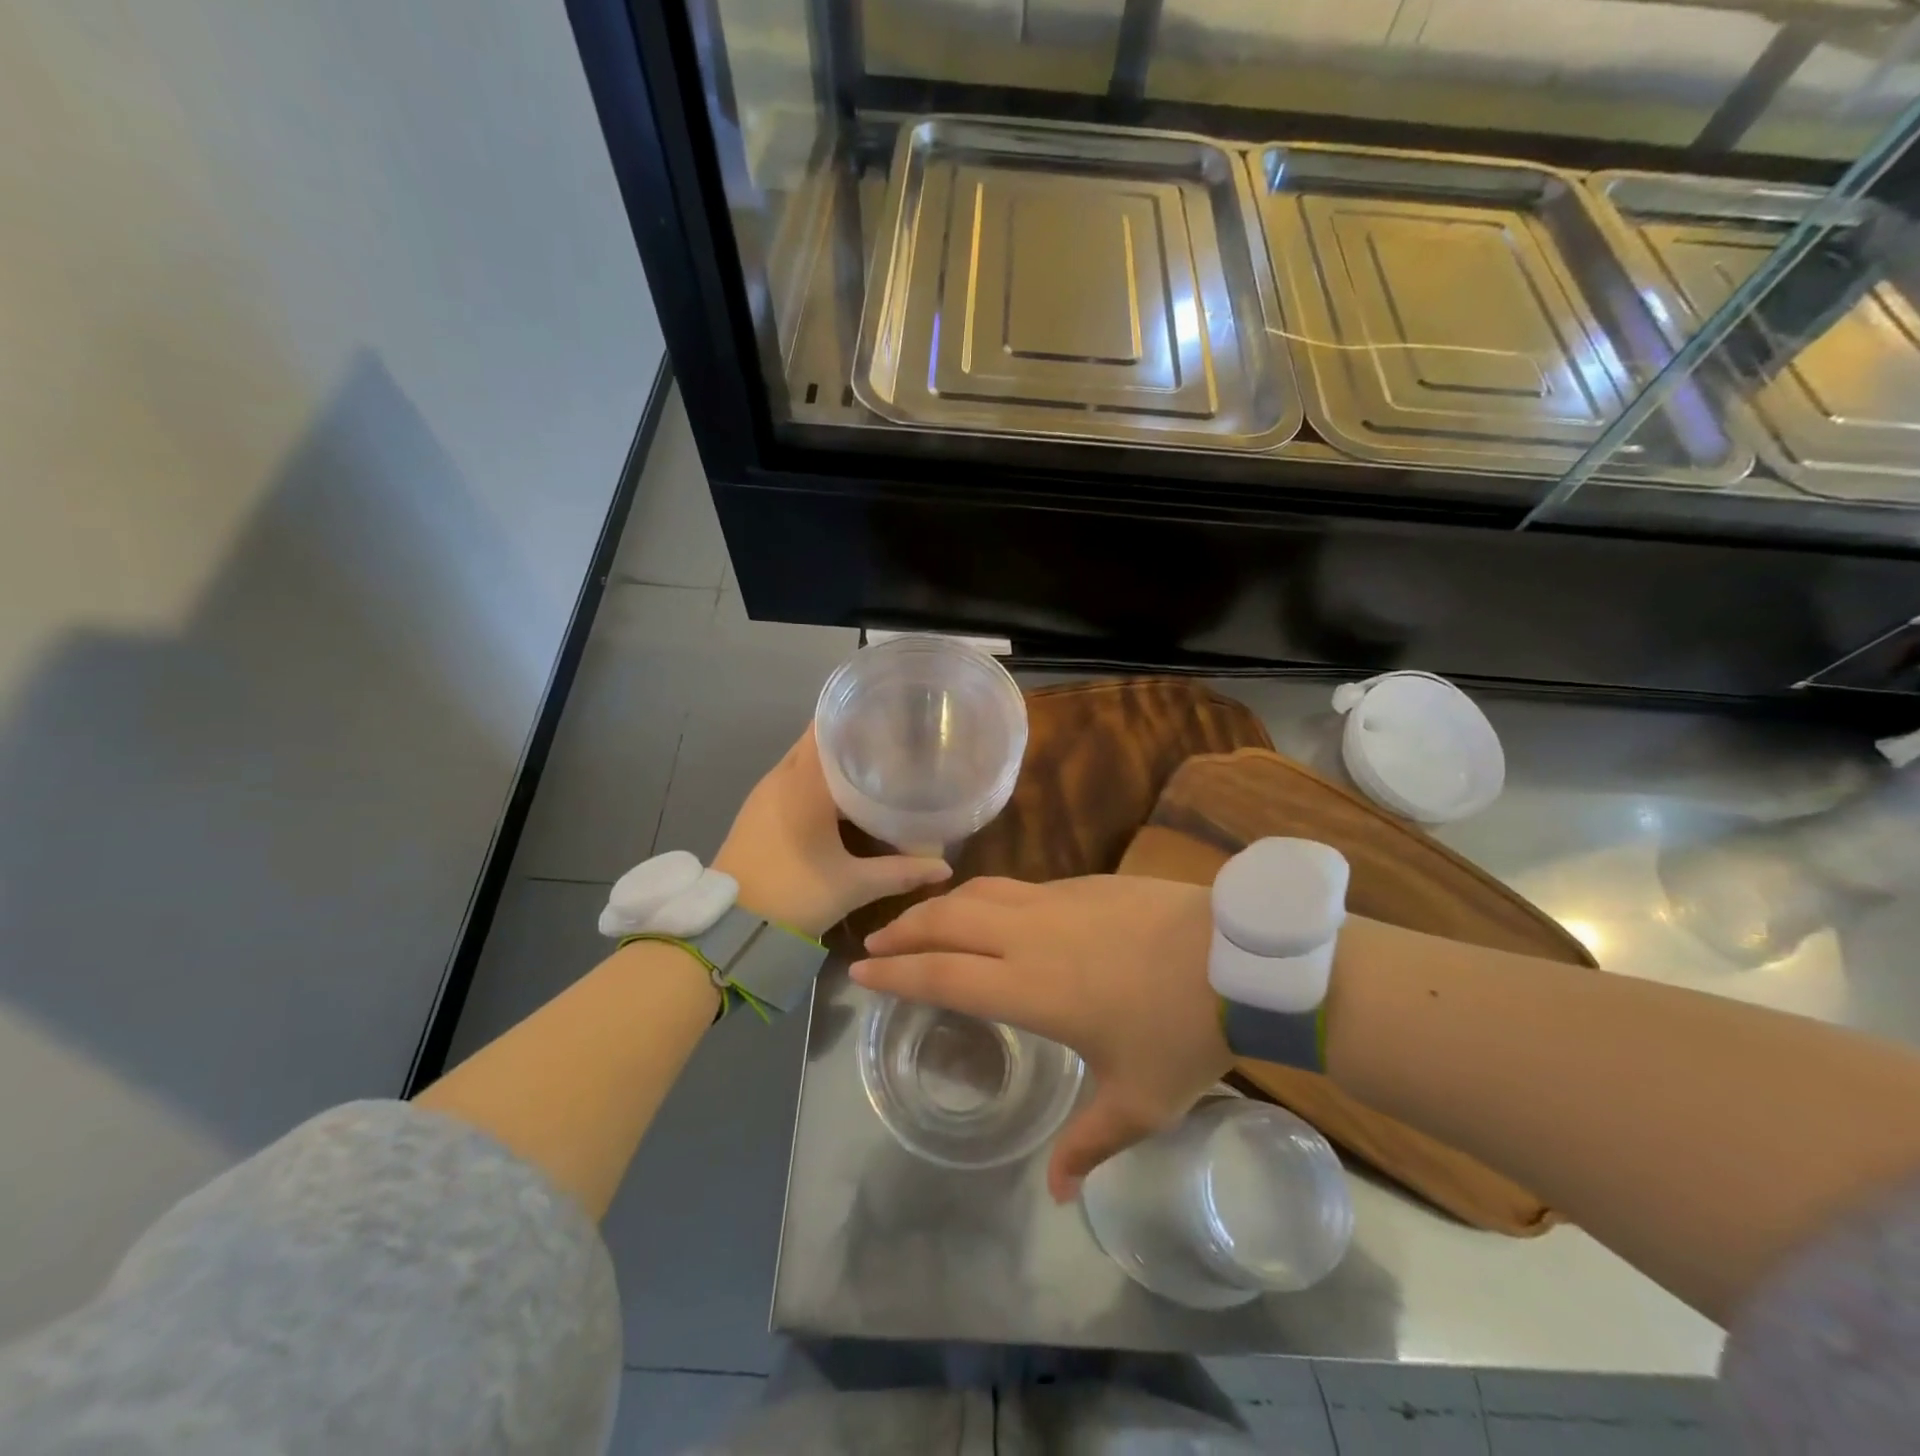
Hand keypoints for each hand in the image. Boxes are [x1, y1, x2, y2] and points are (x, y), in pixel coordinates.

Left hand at [713, 727, 951, 938]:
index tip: (889, 716)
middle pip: (816, 741)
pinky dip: (815, 780)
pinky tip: (840, 798)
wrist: (728, 927)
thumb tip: (944, 866)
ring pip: (802, 762)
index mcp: (803, 783)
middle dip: (850, 738)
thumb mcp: (853, 885)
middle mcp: (780, 778)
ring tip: (872, 765)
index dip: (856, 717)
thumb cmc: (794, 894)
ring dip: (831, 761)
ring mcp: (763, 795)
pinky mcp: (756, 813)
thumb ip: (900, 872)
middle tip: (890, 742)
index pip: (826, 728)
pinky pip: (790, 781)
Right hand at [852, 876, 1228, 1200]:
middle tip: (876, 940)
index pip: (942, 975)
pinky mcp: (1083, 883)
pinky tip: (990, 910)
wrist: (1236, 959)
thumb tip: (1058, 1194)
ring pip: (978, 893)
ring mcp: (1056, 902)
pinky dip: (984, 896)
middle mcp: (1029, 936)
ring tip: (921, 920)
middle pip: (947, 921)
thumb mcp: (1139, 1103)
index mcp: (1030, 989)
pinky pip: (1016, 887)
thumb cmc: (1182, 1033)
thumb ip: (1090, 1145)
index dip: (896, 972)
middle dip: (904, 929)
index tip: (861, 971)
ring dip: (940, 905)